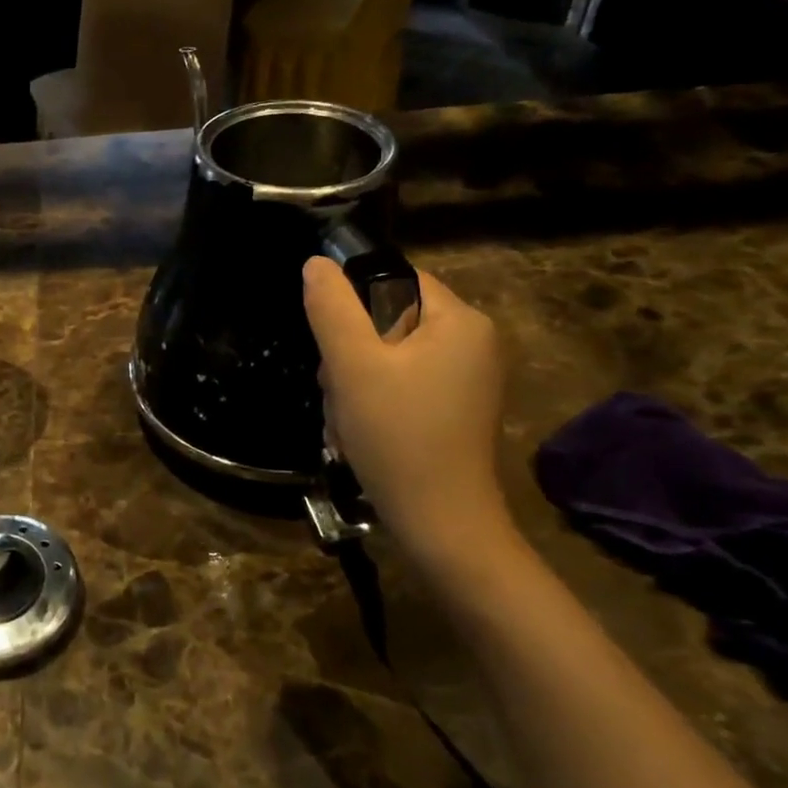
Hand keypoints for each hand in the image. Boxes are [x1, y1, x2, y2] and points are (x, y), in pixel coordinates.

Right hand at [304, 259, 510, 563]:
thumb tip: (316, 264)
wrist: (440, 523)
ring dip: (352, 381)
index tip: (330, 344)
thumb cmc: (397, 436)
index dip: (351, 304)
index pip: (394, 279)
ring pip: (386, 355)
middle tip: (337, 390)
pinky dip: (371, 401)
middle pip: (387, 320)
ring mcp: (464, 378)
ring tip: (345, 419)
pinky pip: (399, 383)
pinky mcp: (452, 408)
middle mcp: (471, 342)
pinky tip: (358, 432)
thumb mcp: (353, 366)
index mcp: (459, 320)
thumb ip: (332, 309)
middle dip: (349, 352)